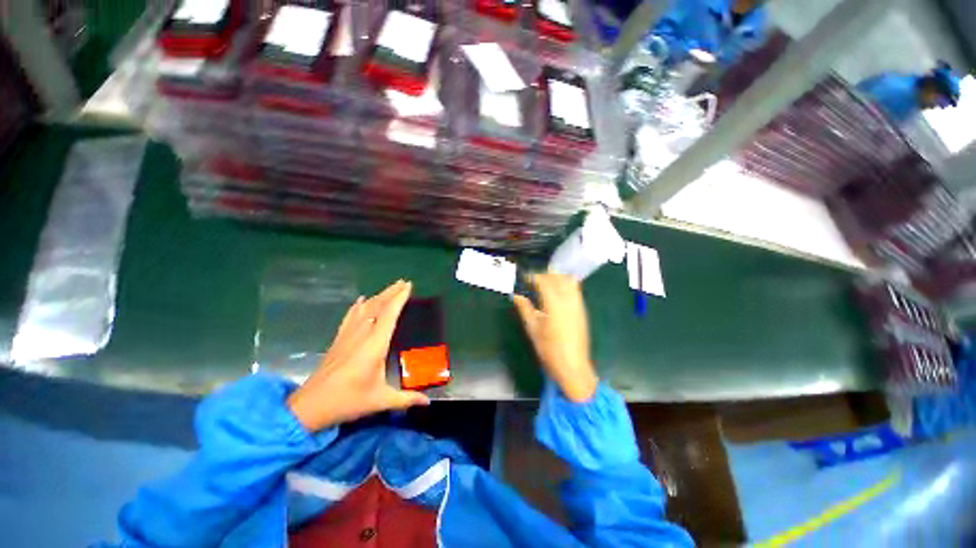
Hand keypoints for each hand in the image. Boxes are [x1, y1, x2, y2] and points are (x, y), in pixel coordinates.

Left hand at [287, 280, 429, 431]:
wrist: (309, 406)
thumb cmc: (347, 401)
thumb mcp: (380, 401)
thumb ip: (406, 399)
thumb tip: (428, 402)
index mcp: (375, 345)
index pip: (389, 314)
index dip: (399, 299)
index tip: (408, 286)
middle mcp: (362, 335)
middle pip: (378, 306)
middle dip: (391, 292)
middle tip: (404, 282)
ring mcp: (348, 335)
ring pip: (365, 309)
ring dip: (379, 296)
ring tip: (390, 288)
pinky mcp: (339, 340)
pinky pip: (350, 317)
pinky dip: (358, 306)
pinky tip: (361, 300)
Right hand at [513, 273, 598, 401]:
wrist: (573, 367)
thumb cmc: (549, 350)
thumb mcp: (533, 330)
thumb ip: (525, 309)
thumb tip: (516, 296)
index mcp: (554, 305)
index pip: (544, 281)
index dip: (533, 276)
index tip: (524, 278)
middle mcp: (568, 300)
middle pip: (557, 277)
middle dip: (545, 274)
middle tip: (533, 280)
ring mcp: (578, 305)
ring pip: (569, 281)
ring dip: (556, 277)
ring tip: (545, 284)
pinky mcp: (582, 310)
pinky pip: (575, 289)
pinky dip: (565, 284)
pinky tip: (557, 293)